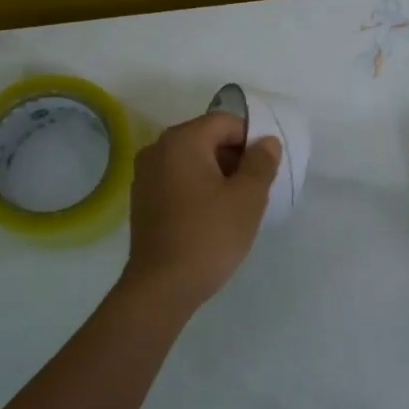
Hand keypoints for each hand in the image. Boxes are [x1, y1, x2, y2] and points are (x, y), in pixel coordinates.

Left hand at [121, 113, 279, 312]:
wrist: (163, 285)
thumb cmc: (209, 235)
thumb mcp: (247, 198)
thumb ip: (261, 163)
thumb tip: (266, 142)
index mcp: (181, 140)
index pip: (226, 122)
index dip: (252, 140)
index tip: (266, 170)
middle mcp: (157, 150)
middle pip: (206, 139)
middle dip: (235, 158)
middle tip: (254, 190)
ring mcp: (145, 176)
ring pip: (192, 162)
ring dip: (217, 176)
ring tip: (236, 207)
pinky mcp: (142, 201)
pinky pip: (177, 182)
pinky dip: (198, 190)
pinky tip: (211, 218)